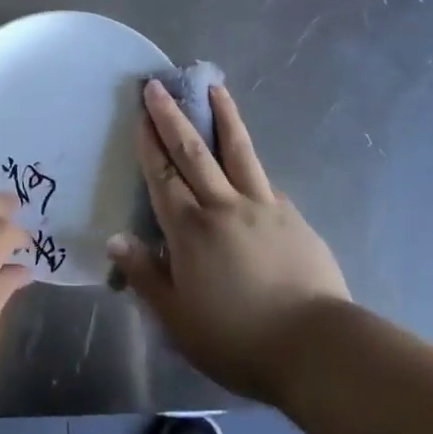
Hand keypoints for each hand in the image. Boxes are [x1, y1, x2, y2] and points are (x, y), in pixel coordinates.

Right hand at [107, 81, 350, 402]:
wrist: (317, 349)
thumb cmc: (237, 339)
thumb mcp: (177, 319)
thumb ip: (144, 275)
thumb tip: (115, 239)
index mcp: (189, 229)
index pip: (162, 175)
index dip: (149, 143)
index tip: (140, 112)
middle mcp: (223, 205)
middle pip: (193, 151)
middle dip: (172, 115)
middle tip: (159, 85)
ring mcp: (262, 207)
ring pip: (237, 151)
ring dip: (223, 117)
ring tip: (215, 88)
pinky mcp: (293, 218)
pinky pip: (264, 181)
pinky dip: (251, 162)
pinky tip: (249, 157)